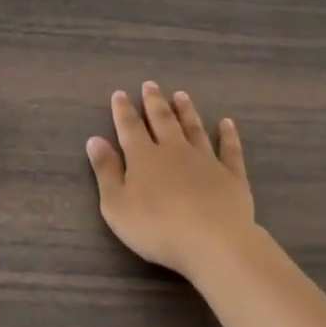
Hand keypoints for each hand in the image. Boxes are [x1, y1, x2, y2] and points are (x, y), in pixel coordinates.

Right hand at [86, 82, 256, 279]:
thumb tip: (94, 140)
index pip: (130, 127)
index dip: (123, 110)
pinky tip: (227, 123)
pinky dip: (228, 135)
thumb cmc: (157, 227)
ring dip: (187, 111)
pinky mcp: (231, 175)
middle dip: (154, 102)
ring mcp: (205, 160)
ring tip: (181, 95)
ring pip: (194, 129)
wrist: (213, 242)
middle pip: (163, 121)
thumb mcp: (117, 205)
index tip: (120, 93)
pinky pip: (229, 150)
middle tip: (151, 84)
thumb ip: (106, 171)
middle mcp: (174, 150)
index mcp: (144, 157)